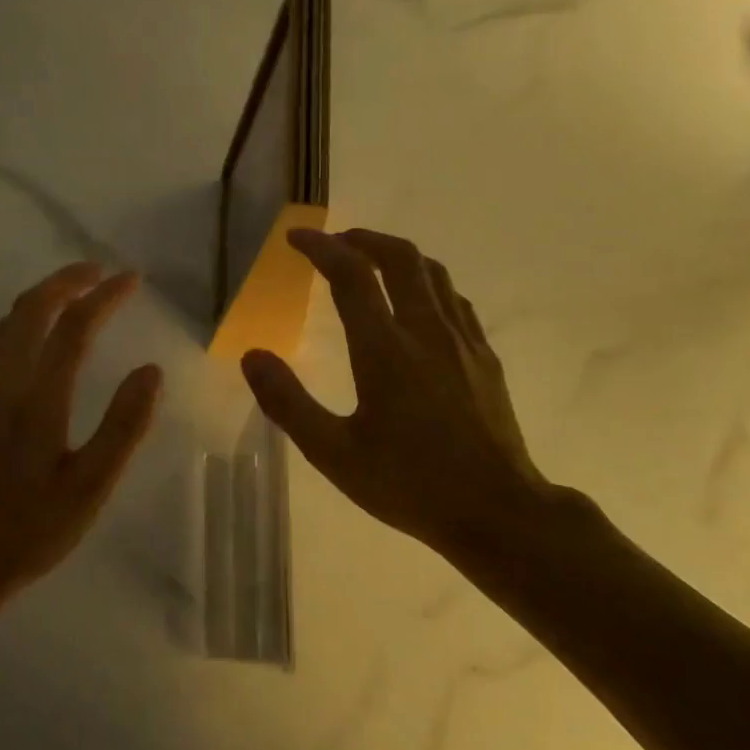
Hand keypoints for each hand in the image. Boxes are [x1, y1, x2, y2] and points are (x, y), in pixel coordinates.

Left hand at [0, 263, 162, 607]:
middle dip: (65, 281)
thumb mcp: (89, 489)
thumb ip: (122, 428)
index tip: (131, 279)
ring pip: (7, 328)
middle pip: (28, 312)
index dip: (103, 298)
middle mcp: (1, 387)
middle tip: (100, 271)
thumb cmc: (29, 533)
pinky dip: (27, 324)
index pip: (72, 329)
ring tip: (76, 293)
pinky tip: (44, 342)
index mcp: (35, 403)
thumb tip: (151, 371)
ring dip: (43, 300)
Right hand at [241, 228, 561, 567]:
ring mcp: (463, 342)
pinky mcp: (485, 358)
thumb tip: (252, 356)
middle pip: (400, 258)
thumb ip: (288, 403)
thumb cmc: (409, 484)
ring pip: (433, 273)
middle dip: (364, 239)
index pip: (351, 275)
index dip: (321, 248)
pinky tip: (418, 305)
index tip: (296, 238)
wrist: (496, 510)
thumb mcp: (334, 453)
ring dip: (398, 256)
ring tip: (372, 262)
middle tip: (336, 242)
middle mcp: (426, 332)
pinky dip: (427, 284)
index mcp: (385, 349)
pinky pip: (454, 300)